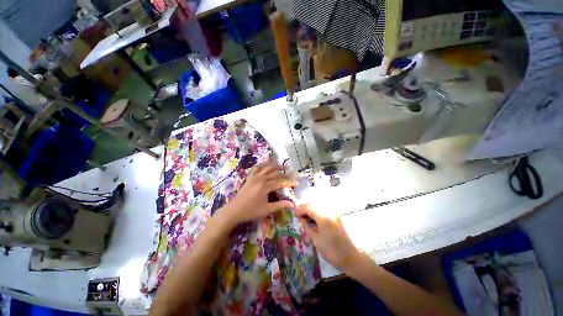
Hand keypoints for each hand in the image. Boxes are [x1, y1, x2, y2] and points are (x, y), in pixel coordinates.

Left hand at [220, 159, 295, 226]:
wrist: (234, 210)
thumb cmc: (251, 211)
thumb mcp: (267, 209)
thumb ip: (280, 205)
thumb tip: (292, 204)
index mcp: (265, 186)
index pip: (280, 183)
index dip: (289, 182)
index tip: (296, 182)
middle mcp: (261, 179)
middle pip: (274, 173)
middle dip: (283, 173)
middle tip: (290, 173)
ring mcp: (254, 176)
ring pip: (266, 168)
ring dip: (275, 166)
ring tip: (281, 166)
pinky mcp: (249, 177)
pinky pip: (256, 168)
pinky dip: (262, 165)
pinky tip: (265, 164)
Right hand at [297, 203, 362, 273]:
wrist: (350, 257)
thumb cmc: (332, 251)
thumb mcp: (316, 239)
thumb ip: (307, 226)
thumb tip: (301, 218)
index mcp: (323, 216)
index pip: (308, 207)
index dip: (300, 210)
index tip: (295, 216)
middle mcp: (328, 210)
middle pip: (313, 203)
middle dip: (305, 208)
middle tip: (300, 217)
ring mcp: (333, 212)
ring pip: (318, 205)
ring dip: (310, 209)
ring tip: (306, 219)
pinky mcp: (335, 215)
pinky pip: (323, 209)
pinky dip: (316, 211)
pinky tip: (314, 220)